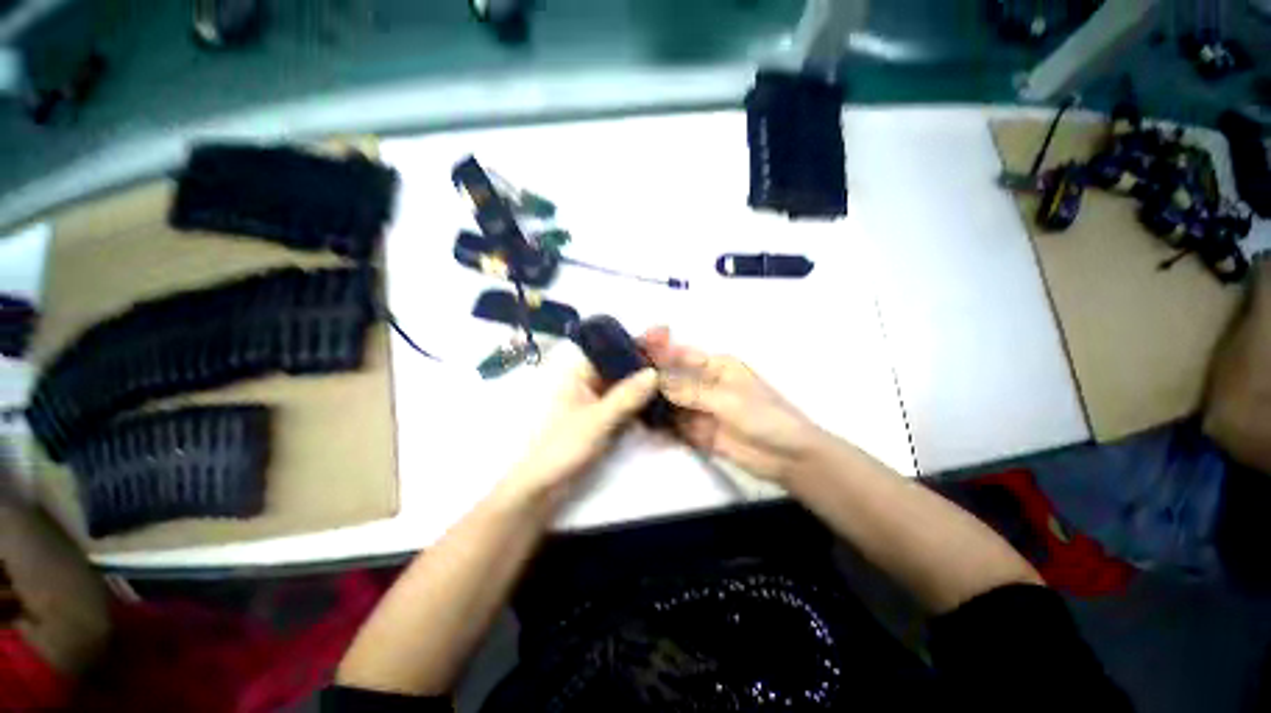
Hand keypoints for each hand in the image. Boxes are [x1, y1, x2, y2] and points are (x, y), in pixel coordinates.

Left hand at [500, 344, 659, 506]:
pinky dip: (643, 399)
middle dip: (646, 359)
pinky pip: (628, 402)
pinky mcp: (605, 417)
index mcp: (578, 373)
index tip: (663, 334)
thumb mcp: (597, 420)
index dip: (636, 341)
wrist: (546, 486)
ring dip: (647, 379)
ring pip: (627, 383)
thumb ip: (626, 396)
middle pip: (621, 364)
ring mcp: (598, 400)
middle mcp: (589, 381)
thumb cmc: (563, 447)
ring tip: (674, 370)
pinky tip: (663, 396)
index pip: (610, 349)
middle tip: (675, 353)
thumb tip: (654, 373)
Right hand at [642, 327, 827, 483]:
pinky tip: (642, 422)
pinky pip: (676, 424)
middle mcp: (705, 384)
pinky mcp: (699, 431)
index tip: (634, 348)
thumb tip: (656, 380)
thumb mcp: (727, 399)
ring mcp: (701, 409)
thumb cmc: (764, 416)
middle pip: (673, 378)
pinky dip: (661, 424)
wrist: (788, 456)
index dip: (659, 351)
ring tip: (625, 400)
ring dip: (652, 401)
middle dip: (651, 377)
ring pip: (671, 401)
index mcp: (717, 366)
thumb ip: (690, 391)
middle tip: (621, 377)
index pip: (682, 354)